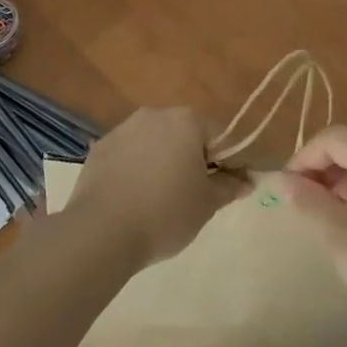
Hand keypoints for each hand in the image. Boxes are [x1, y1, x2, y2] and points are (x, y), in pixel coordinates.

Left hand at [65, 106, 249, 267]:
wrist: (101, 232)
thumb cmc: (165, 213)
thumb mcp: (207, 204)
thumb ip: (229, 187)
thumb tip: (246, 181)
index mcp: (186, 121)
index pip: (219, 136)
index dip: (228, 161)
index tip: (229, 186)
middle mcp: (154, 115)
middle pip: (185, 134)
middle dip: (193, 158)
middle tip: (195, 193)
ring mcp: (123, 130)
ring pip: (154, 142)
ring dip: (162, 161)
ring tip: (161, 197)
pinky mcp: (99, 149)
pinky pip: (128, 155)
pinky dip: (136, 169)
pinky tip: (134, 197)